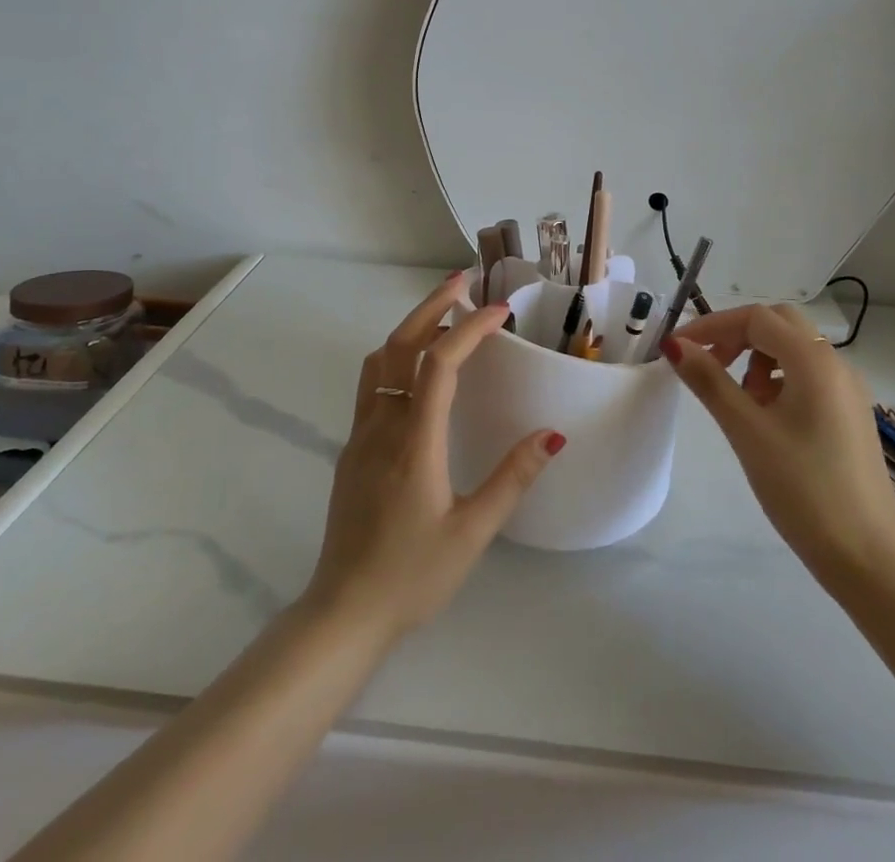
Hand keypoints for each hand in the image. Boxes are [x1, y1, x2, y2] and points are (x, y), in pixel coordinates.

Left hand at [301, 273, 564, 644]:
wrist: (343, 613)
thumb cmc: (413, 576)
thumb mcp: (473, 533)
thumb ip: (512, 479)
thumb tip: (551, 434)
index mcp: (414, 442)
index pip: (439, 364)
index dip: (470, 329)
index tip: (500, 311)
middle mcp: (382, 426)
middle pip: (400, 345)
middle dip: (432, 306)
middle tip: (463, 281)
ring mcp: (361, 435)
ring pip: (380, 360)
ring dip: (410, 327)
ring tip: (444, 316)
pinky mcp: (352, 449)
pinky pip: (372, 384)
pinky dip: (396, 357)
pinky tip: (418, 370)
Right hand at [662, 304, 894, 582]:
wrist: (868, 559)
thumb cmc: (802, 488)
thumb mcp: (746, 430)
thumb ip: (709, 381)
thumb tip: (674, 345)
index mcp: (814, 360)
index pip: (755, 318)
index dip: (711, 325)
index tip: (677, 349)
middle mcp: (837, 364)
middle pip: (778, 324)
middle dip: (737, 335)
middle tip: (708, 365)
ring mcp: (848, 390)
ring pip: (794, 349)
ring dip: (758, 357)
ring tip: (739, 400)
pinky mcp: (850, 414)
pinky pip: (809, 375)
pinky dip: (779, 379)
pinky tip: (766, 418)